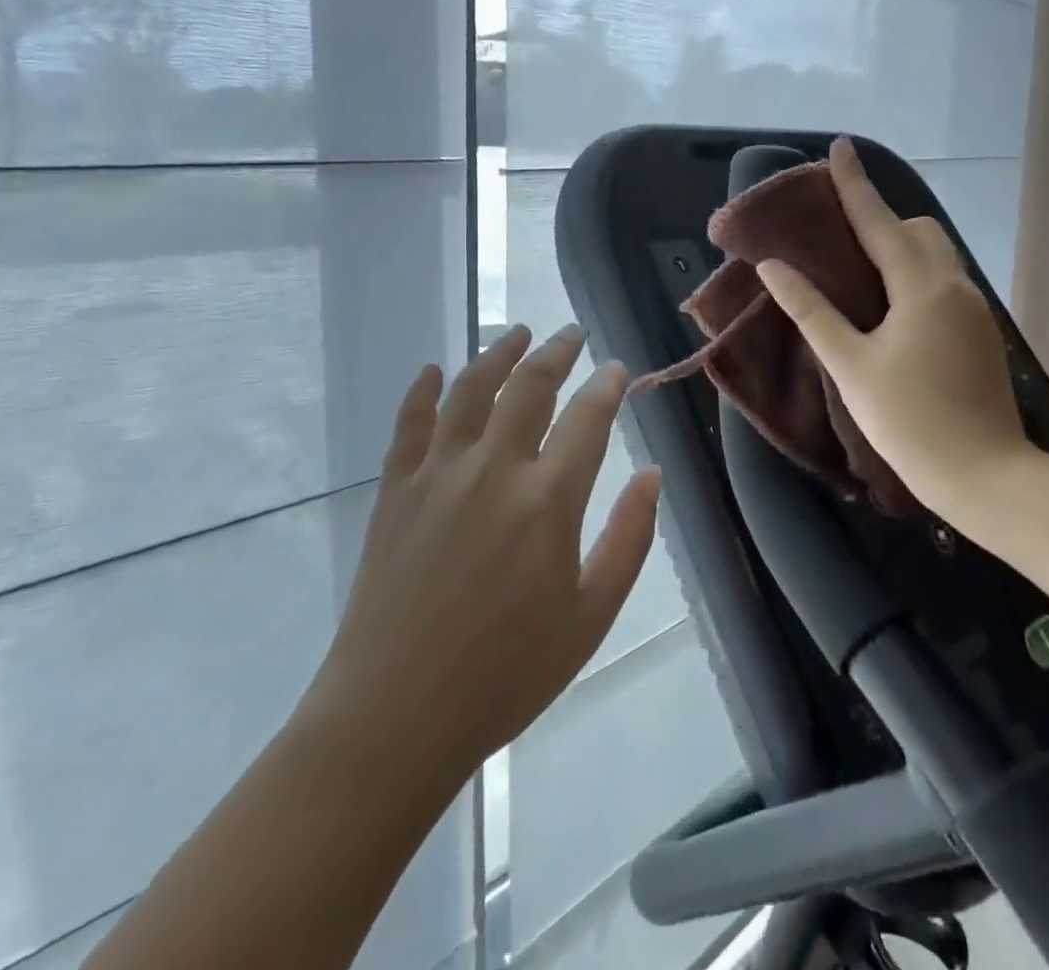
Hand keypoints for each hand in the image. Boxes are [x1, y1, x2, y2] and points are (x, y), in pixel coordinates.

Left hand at [313, 324, 660, 784]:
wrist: (395, 715)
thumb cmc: (507, 673)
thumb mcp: (591, 616)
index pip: (588, 418)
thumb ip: (629, 539)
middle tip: (572, 334)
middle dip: (557, 352)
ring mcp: (438, 474)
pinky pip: (410, 423)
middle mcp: (494, 469)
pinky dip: (424, 390)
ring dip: (499, 353)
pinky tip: (435, 370)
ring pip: (472, 389)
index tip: (617, 369)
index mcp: (548, 501)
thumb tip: (652, 477)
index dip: (608, 386)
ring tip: (518, 333)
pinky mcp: (395, 490)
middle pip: (530, 387)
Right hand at [755, 138, 1029, 515]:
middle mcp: (953, 284)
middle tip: (839, 235)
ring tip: (859, 272)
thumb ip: (811, 310)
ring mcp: (973, 309)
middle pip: (917, 229)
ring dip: (899, 248)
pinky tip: (890, 308)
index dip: (854, 183)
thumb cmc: (909, 420)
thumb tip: (774, 267)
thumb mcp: (850, 364)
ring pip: (935, 255)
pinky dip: (914, 275)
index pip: (879, 220)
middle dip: (880, 219)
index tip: (840, 146)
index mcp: (921, 285)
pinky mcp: (980, 332)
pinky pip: (943, 282)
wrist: (985, 475)